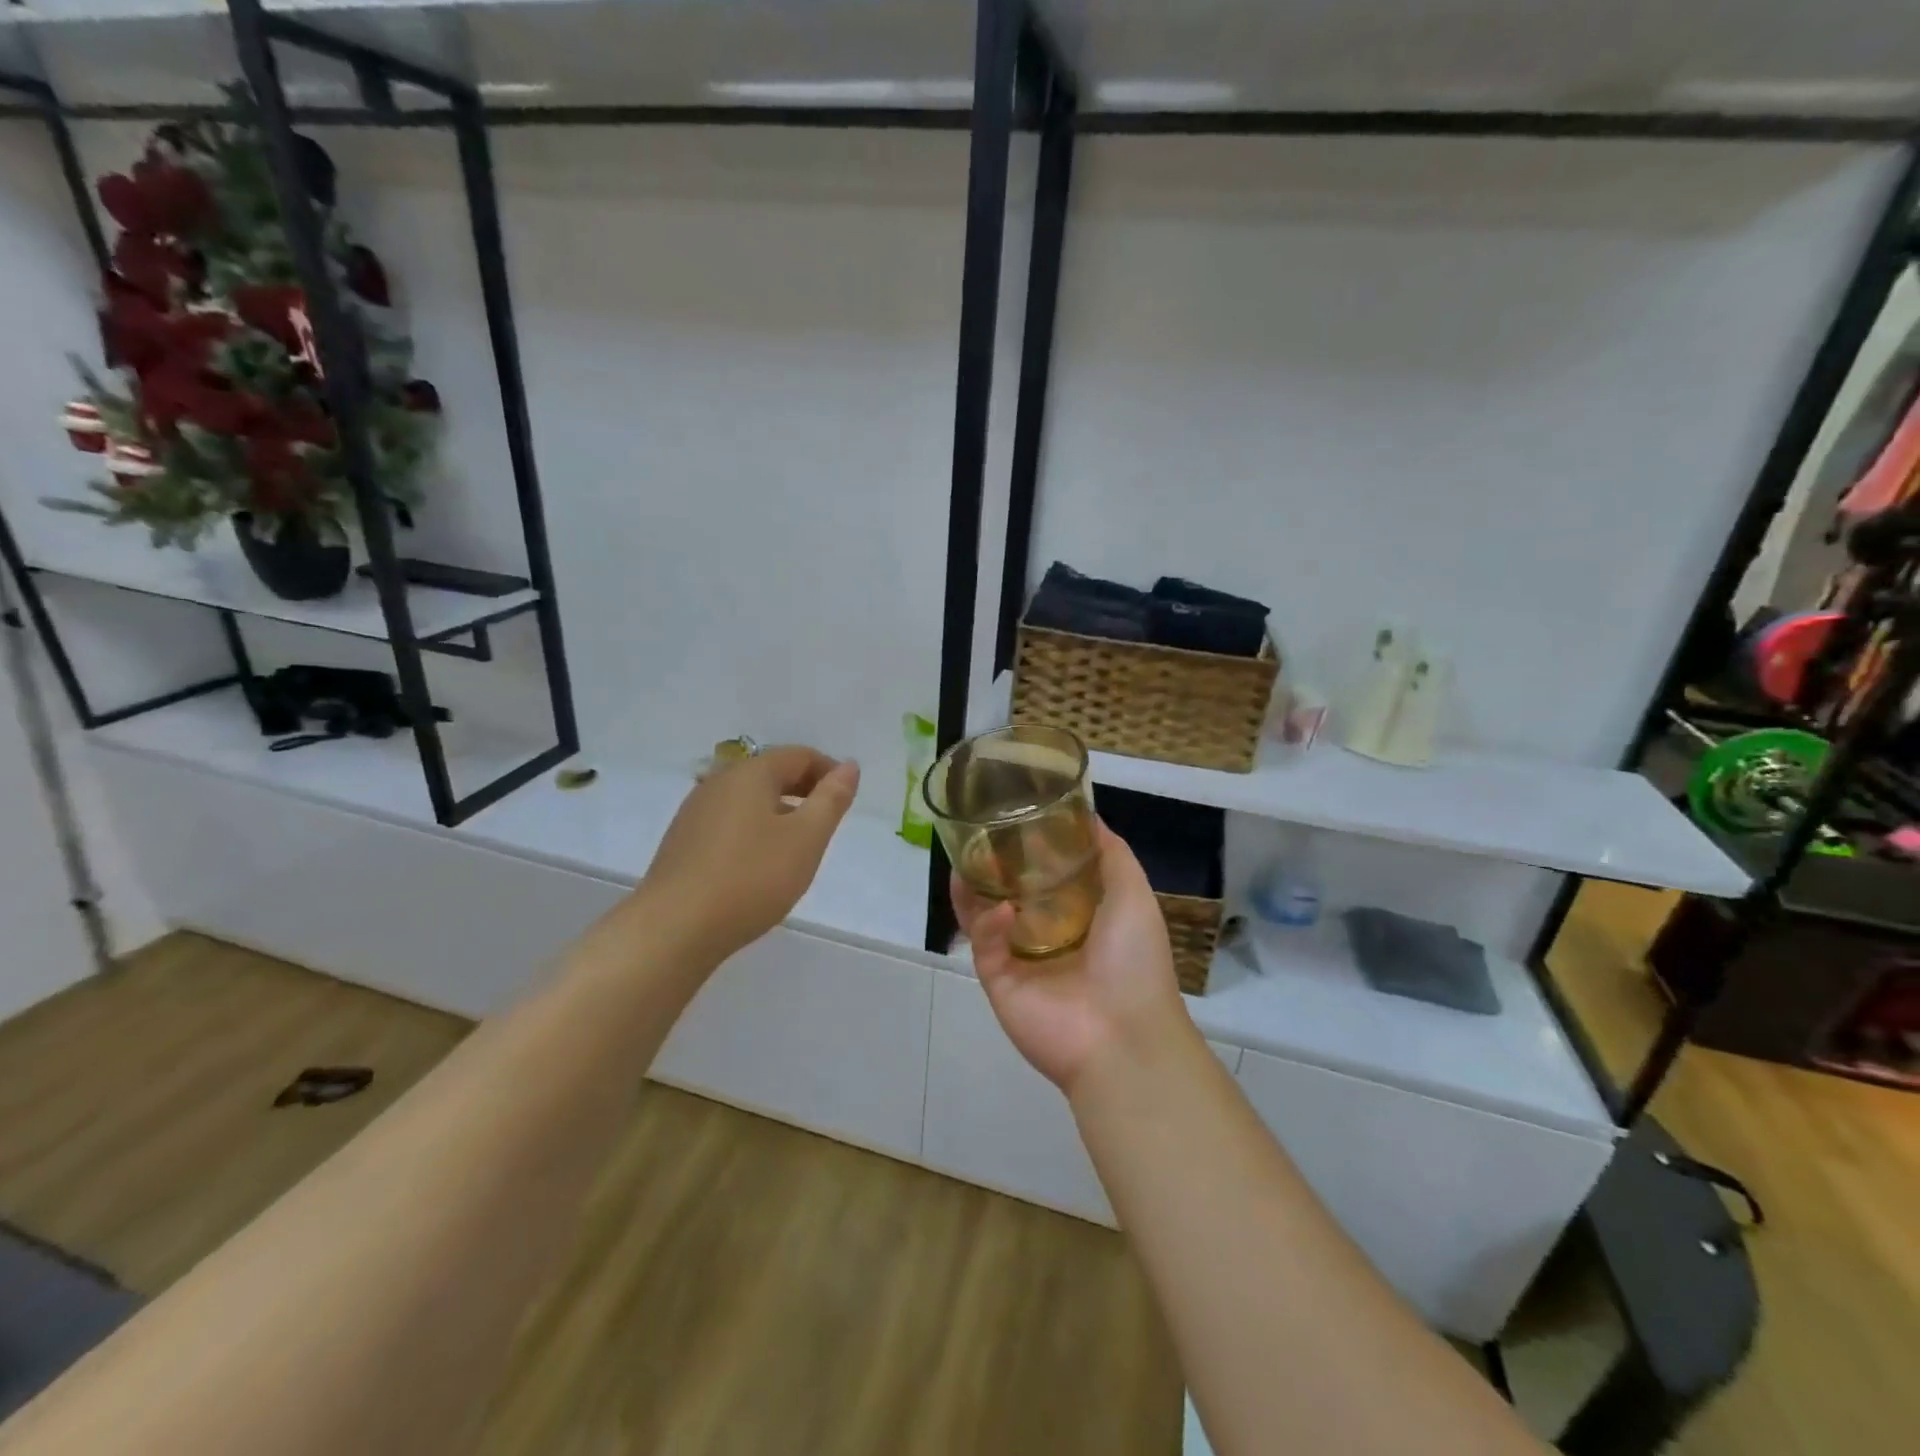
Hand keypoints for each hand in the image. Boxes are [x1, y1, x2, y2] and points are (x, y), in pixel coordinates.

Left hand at [645, 746, 859, 964]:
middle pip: (771, 773)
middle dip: (805, 790)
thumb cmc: (750, 878)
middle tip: (828, 822)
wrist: (673, 929)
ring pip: (749, 799)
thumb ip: (831, 799)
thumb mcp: (806, 839)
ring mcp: (695, 812)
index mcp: (750, 774)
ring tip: (798, 847)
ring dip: (780, 812)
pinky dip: (755, 830)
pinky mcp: (683, 842)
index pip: (799, 755)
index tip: (848, 799)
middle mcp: (718, 783)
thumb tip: (849, 766)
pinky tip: (760, 864)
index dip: (830, 771)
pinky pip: (730, 822)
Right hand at [952, 821, 1187, 1095]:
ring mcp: (1020, 958)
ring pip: (985, 914)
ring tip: (966, 860)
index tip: (1016, 814)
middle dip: (994, 864)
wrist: (1123, 1036)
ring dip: (974, 889)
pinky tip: (1002, 912)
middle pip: (1010, 890)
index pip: (1046, 874)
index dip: (1031, 846)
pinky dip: (988, 924)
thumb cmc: (1134, 960)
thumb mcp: (1134, 894)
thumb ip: (1111, 854)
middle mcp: (1046, 934)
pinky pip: (984, 943)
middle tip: (979, 835)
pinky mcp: (998, 979)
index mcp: (1079, 915)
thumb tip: (1089, 816)